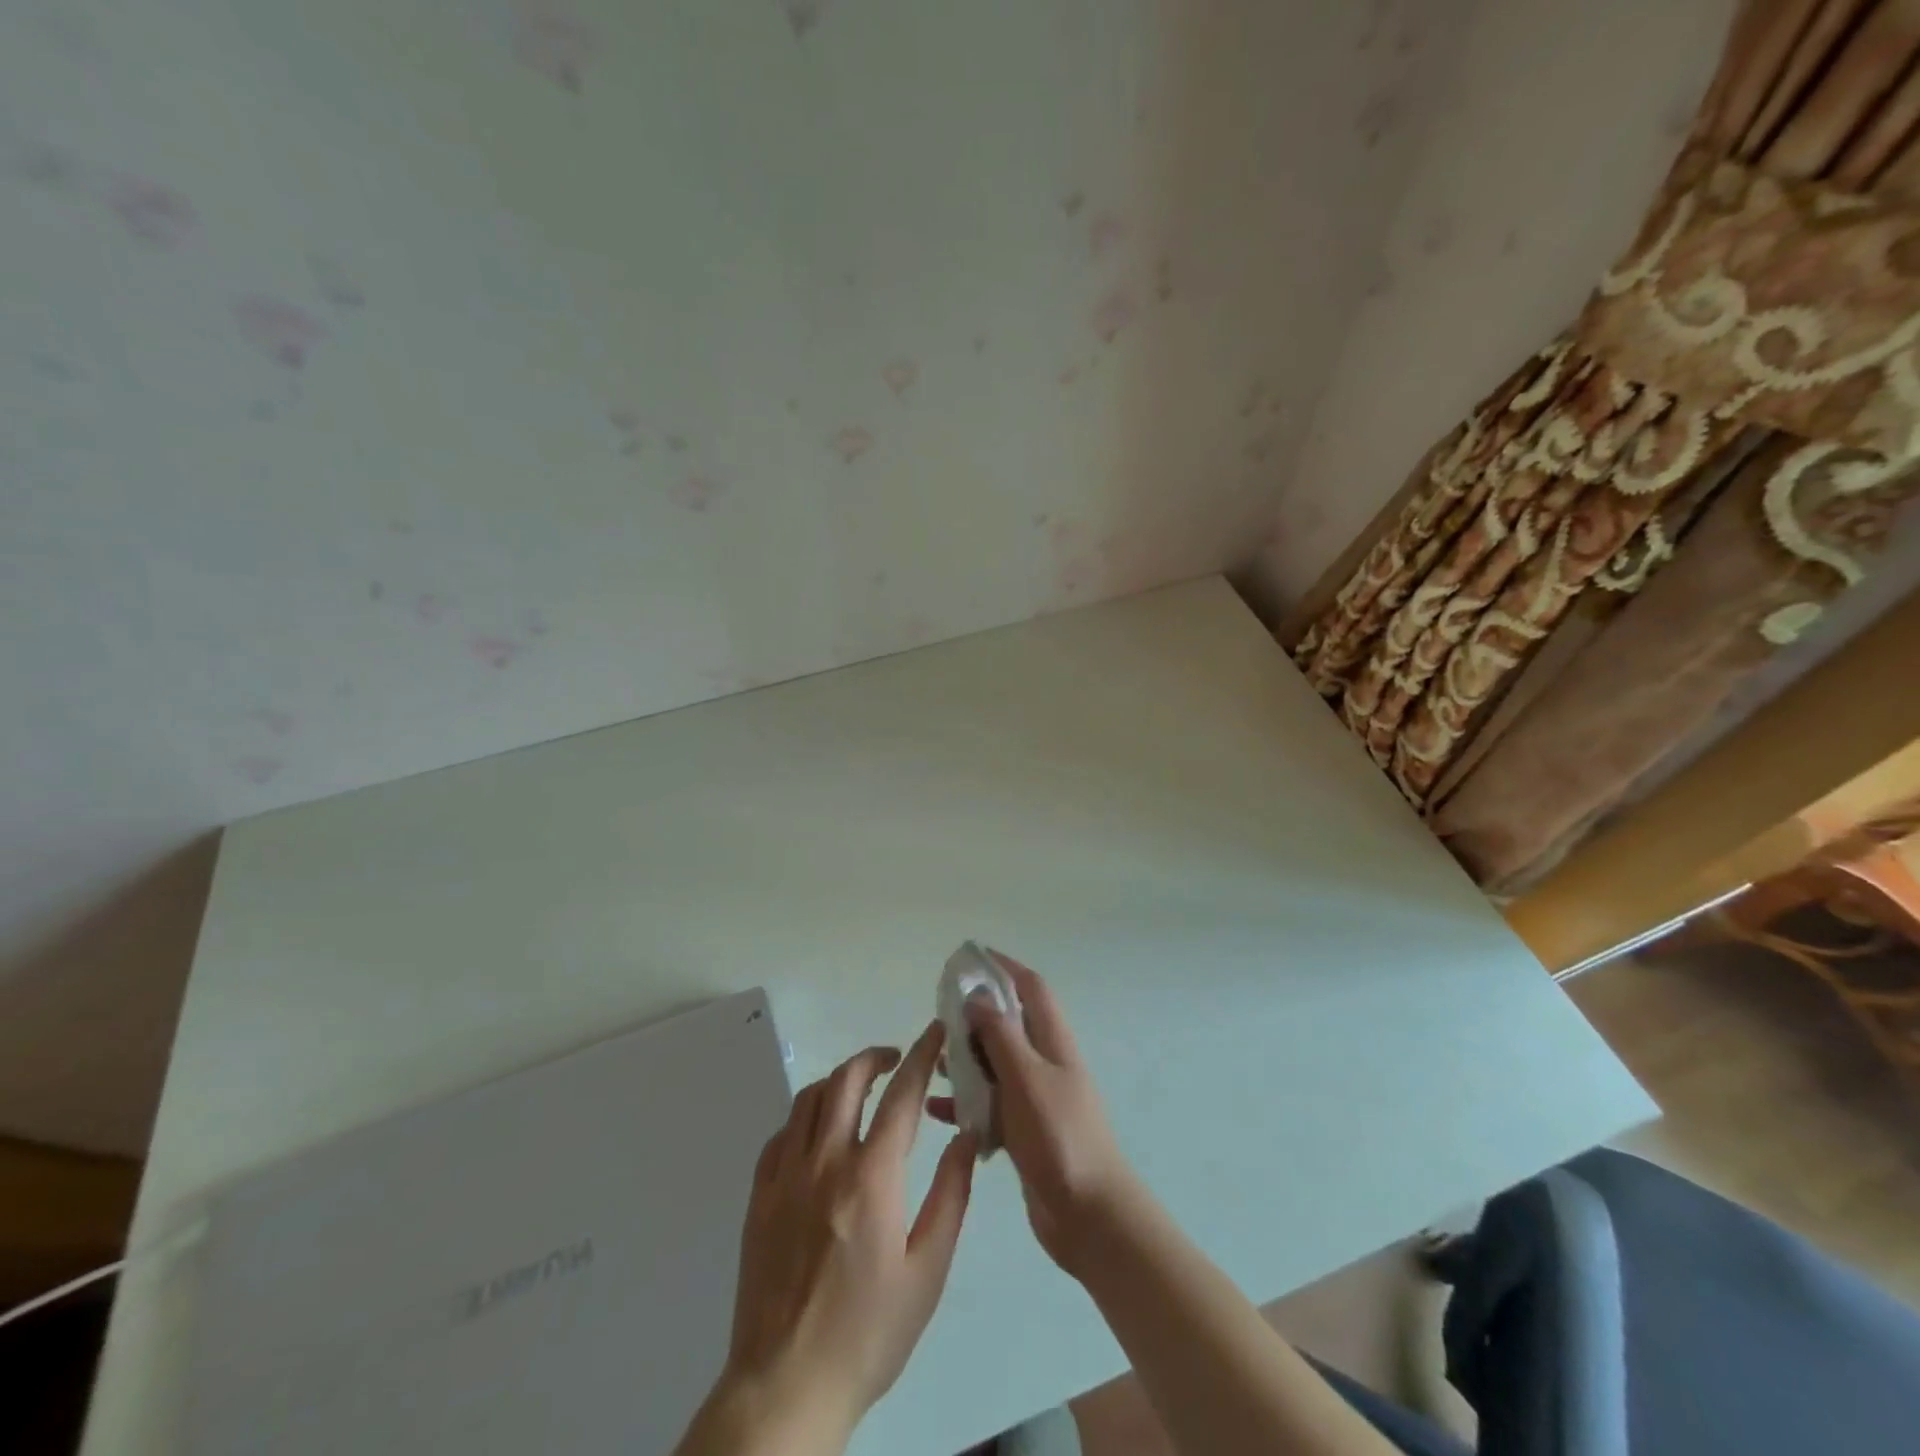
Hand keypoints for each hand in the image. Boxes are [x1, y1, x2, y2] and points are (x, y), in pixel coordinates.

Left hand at [679, 1022, 977, 1455]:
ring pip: (810, 1098)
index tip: (935, 1032)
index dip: (922, 1056)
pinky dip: (805, 1118)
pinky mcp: (759, 1196)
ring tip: (860, 1091)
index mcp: (871, 1177)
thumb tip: (967, 1135)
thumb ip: (951, 1194)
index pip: (902, 1095)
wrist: (786, 1386)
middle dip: (876, 1056)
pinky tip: (818, 1136)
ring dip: (839, 1081)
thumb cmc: (868, 1333)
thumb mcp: (927, 1270)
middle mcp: (825, 1161)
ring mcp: (785, 1176)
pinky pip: (781, 1134)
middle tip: (897, 1060)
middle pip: (847, 1079)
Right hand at [929, 954, 1139, 1276]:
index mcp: (1053, 1042)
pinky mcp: (1025, 1131)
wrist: (1089, 1216)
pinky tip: (938, 1111)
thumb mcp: (1026, 1078)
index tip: (972, 957)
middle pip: (1010, 1024)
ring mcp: (1037, 1098)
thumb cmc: (1060, 1137)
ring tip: (934, 1060)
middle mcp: (1046, 1063)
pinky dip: (967, 1102)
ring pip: (997, 1064)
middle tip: (941, 1015)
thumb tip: (979, 997)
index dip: (1005, 967)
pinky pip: (991, 1104)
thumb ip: (1001, 1036)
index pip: (1031, 988)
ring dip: (968, 1059)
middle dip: (977, 1015)